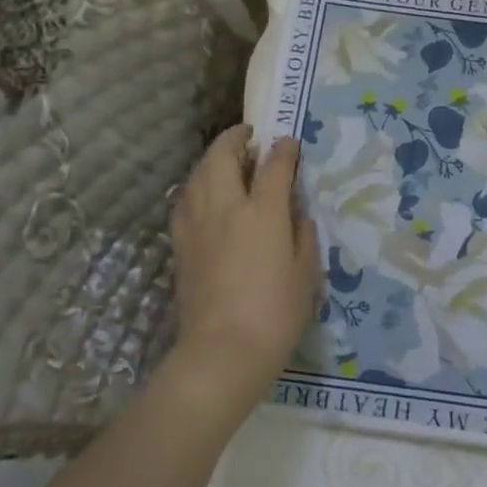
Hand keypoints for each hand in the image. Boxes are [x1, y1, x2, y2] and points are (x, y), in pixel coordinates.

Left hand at [166, 127, 319, 416]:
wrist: (222, 351)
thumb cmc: (275, 313)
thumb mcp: (305, 273)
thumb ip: (302, 234)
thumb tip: (294, 213)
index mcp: (263, 212)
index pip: (274, 165)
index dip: (283, 149)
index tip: (289, 142)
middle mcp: (226, 207)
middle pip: (223, 156)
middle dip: (235, 138)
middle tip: (248, 135)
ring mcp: (198, 223)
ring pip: (198, 174)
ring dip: (212, 158)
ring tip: (225, 159)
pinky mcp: (180, 243)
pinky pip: (185, 200)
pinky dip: (196, 186)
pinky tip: (204, 194)